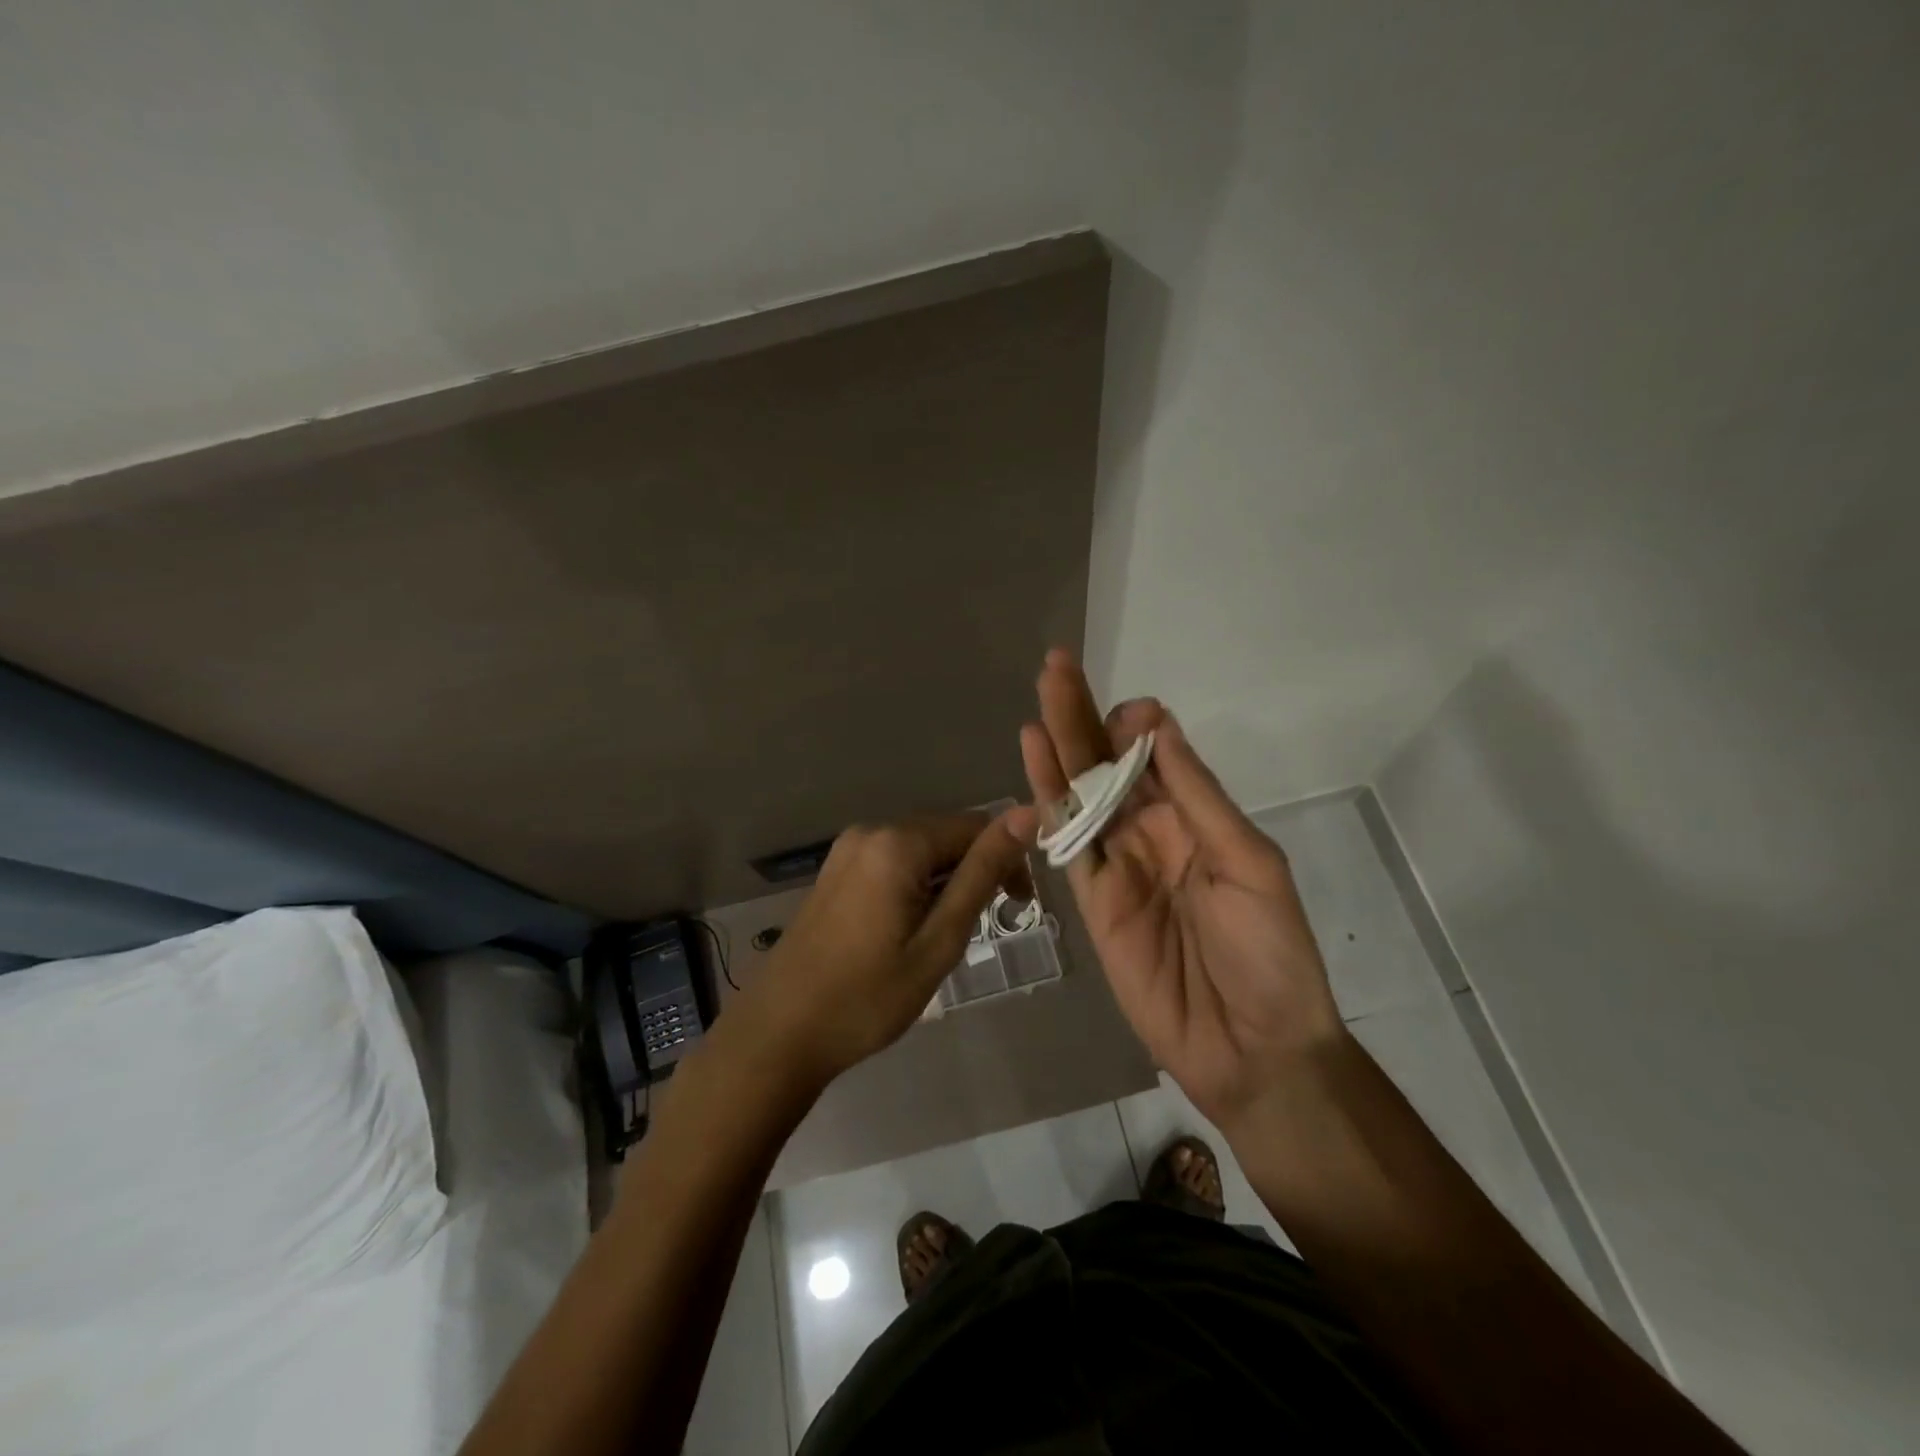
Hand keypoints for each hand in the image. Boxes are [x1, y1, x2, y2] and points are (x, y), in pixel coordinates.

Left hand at [727, 808, 1037, 1089]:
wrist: (779, 1033)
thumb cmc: (868, 997)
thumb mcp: (939, 940)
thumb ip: (982, 874)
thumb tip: (1027, 815)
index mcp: (898, 842)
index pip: (976, 826)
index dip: (1007, 861)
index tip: (1018, 908)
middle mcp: (871, 831)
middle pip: (946, 835)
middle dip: (975, 872)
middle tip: (978, 931)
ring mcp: (847, 850)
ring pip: (921, 851)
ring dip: (945, 883)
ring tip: (942, 938)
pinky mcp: (835, 871)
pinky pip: (893, 862)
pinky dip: (916, 887)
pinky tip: (909, 930)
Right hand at [1020, 651, 1344, 1133]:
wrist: (1251, 1047)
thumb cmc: (1269, 953)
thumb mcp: (1249, 863)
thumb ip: (1197, 798)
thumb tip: (1159, 728)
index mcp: (1196, 818)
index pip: (1156, 754)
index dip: (1138, 726)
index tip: (1132, 714)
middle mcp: (1151, 830)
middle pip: (1108, 763)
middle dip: (1084, 714)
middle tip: (1057, 665)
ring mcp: (1117, 863)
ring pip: (1080, 792)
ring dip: (1059, 742)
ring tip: (1041, 692)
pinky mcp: (1091, 899)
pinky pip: (1066, 842)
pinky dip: (1047, 799)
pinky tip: (1033, 757)